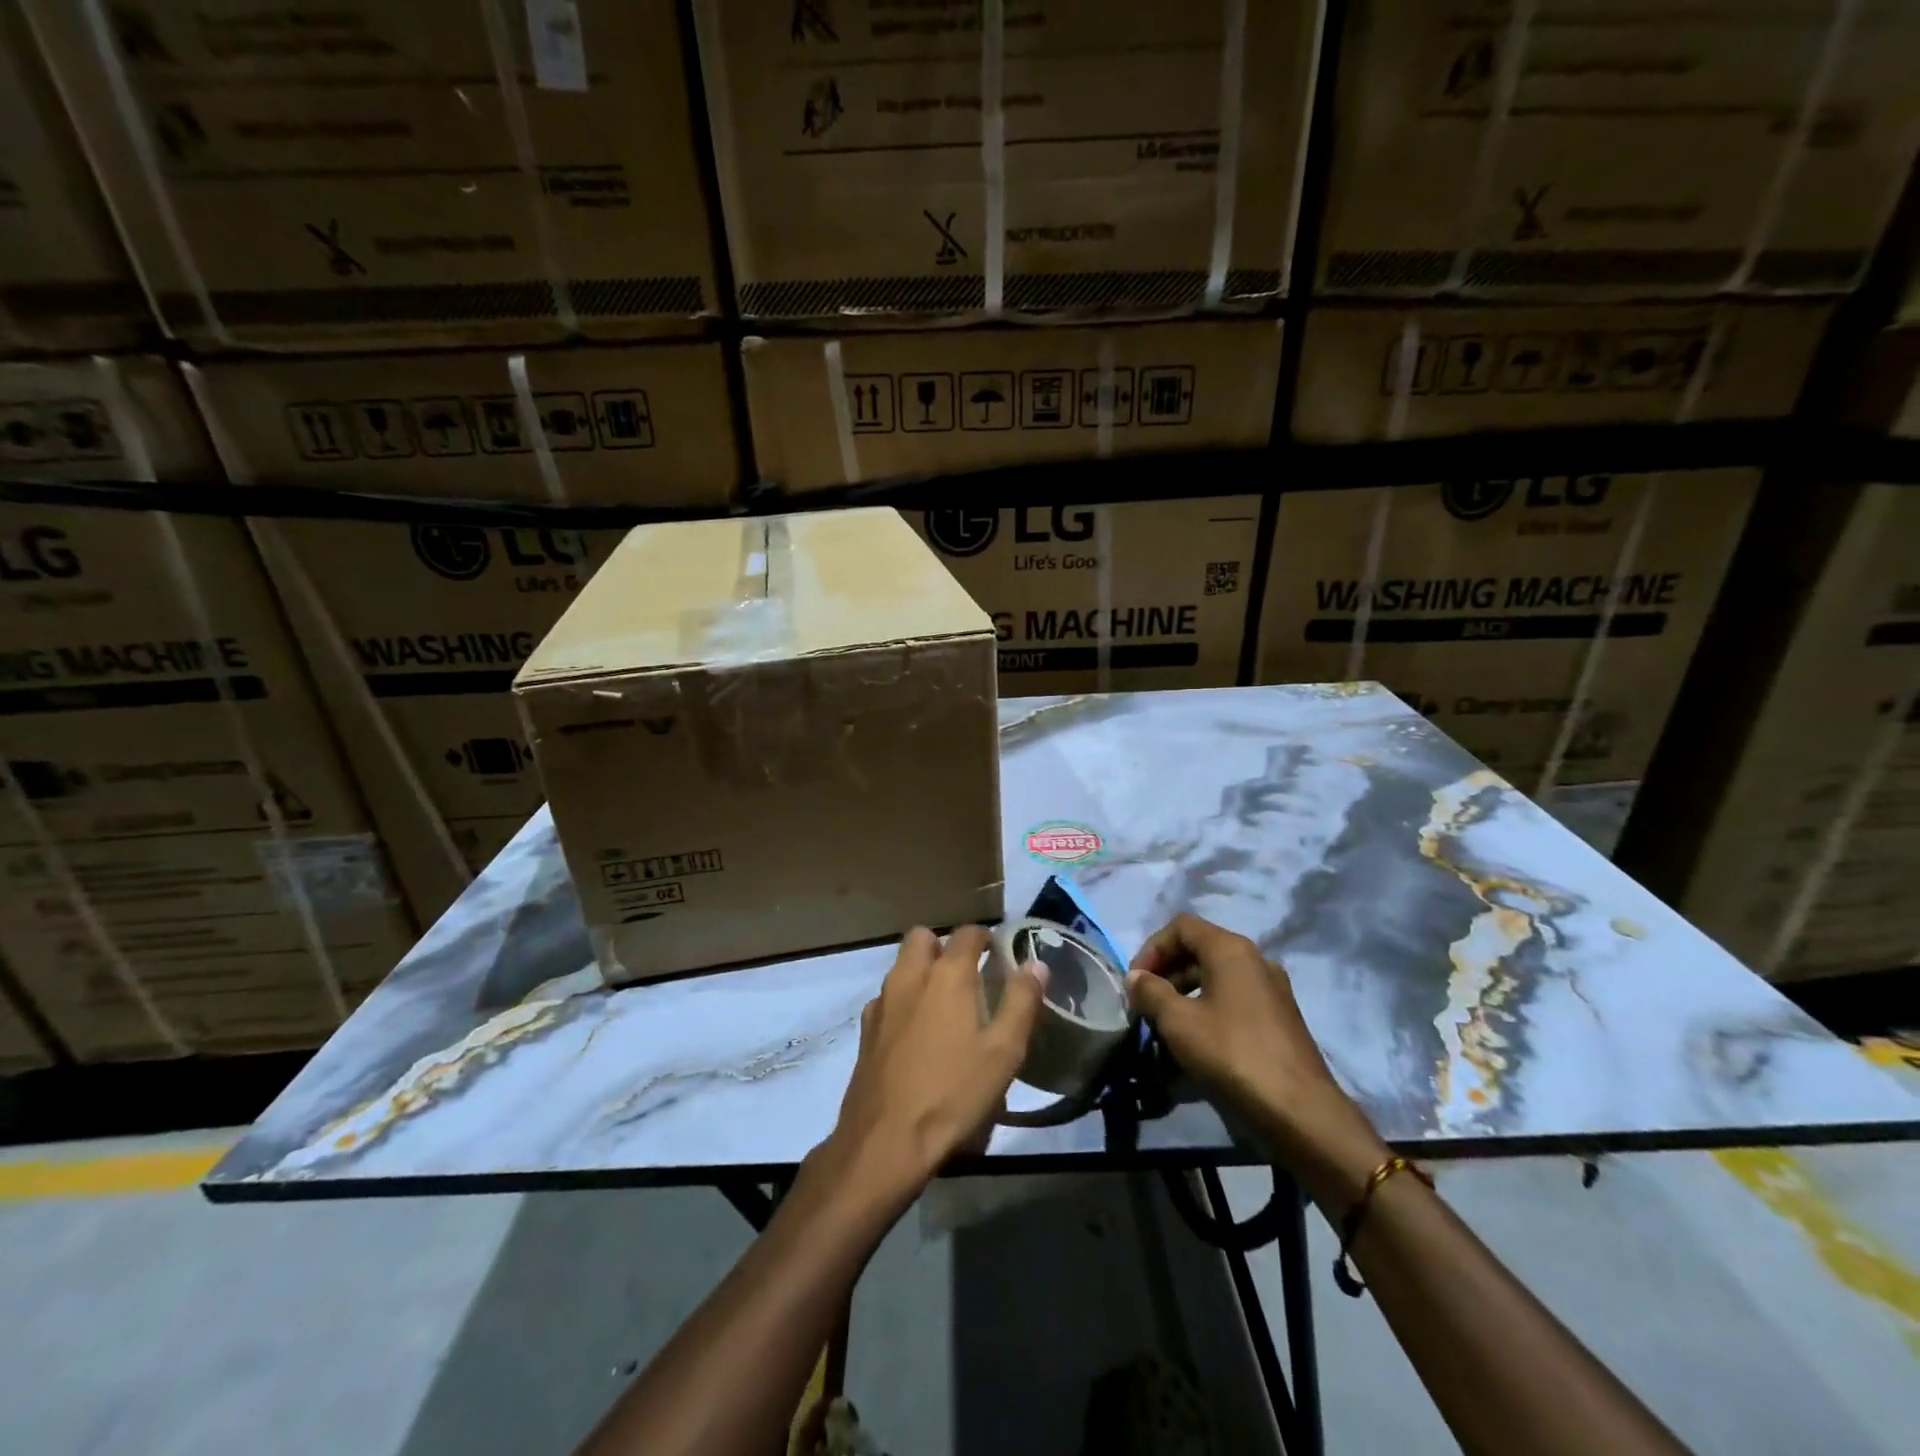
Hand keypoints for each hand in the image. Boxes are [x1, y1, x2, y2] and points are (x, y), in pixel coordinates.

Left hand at [827, 926, 1045, 1198]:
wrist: (885, 1140)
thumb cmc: (953, 1093)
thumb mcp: (1004, 1052)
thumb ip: (1022, 1001)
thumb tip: (1036, 964)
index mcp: (947, 974)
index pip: (968, 932)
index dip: (986, 938)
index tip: (1000, 957)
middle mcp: (910, 975)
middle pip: (924, 937)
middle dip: (945, 945)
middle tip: (968, 975)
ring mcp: (882, 1000)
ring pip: (902, 965)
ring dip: (922, 970)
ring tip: (945, 1006)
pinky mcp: (865, 1028)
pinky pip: (888, 996)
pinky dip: (904, 1000)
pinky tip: (917, 1035)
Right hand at [1126, 913, 1386, 1206]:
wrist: (1300, 1112)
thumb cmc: (1233, 1055)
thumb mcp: (1179, 1022)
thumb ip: (1151, 992)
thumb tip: (1135, 977)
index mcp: (1231, 950)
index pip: (1181, 927)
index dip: (1151, 948)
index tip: (1135, 982)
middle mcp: (1255, 960)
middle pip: (1199, 950)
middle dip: (1166, 973)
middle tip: (1145, 1004)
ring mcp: (1272, 990)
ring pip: (1217, 978)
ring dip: (1185, 994)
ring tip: (1165, 1027)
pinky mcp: (1280, 1019)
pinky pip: (1234, 1001)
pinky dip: (1208, 1010)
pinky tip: (1196, 1044)